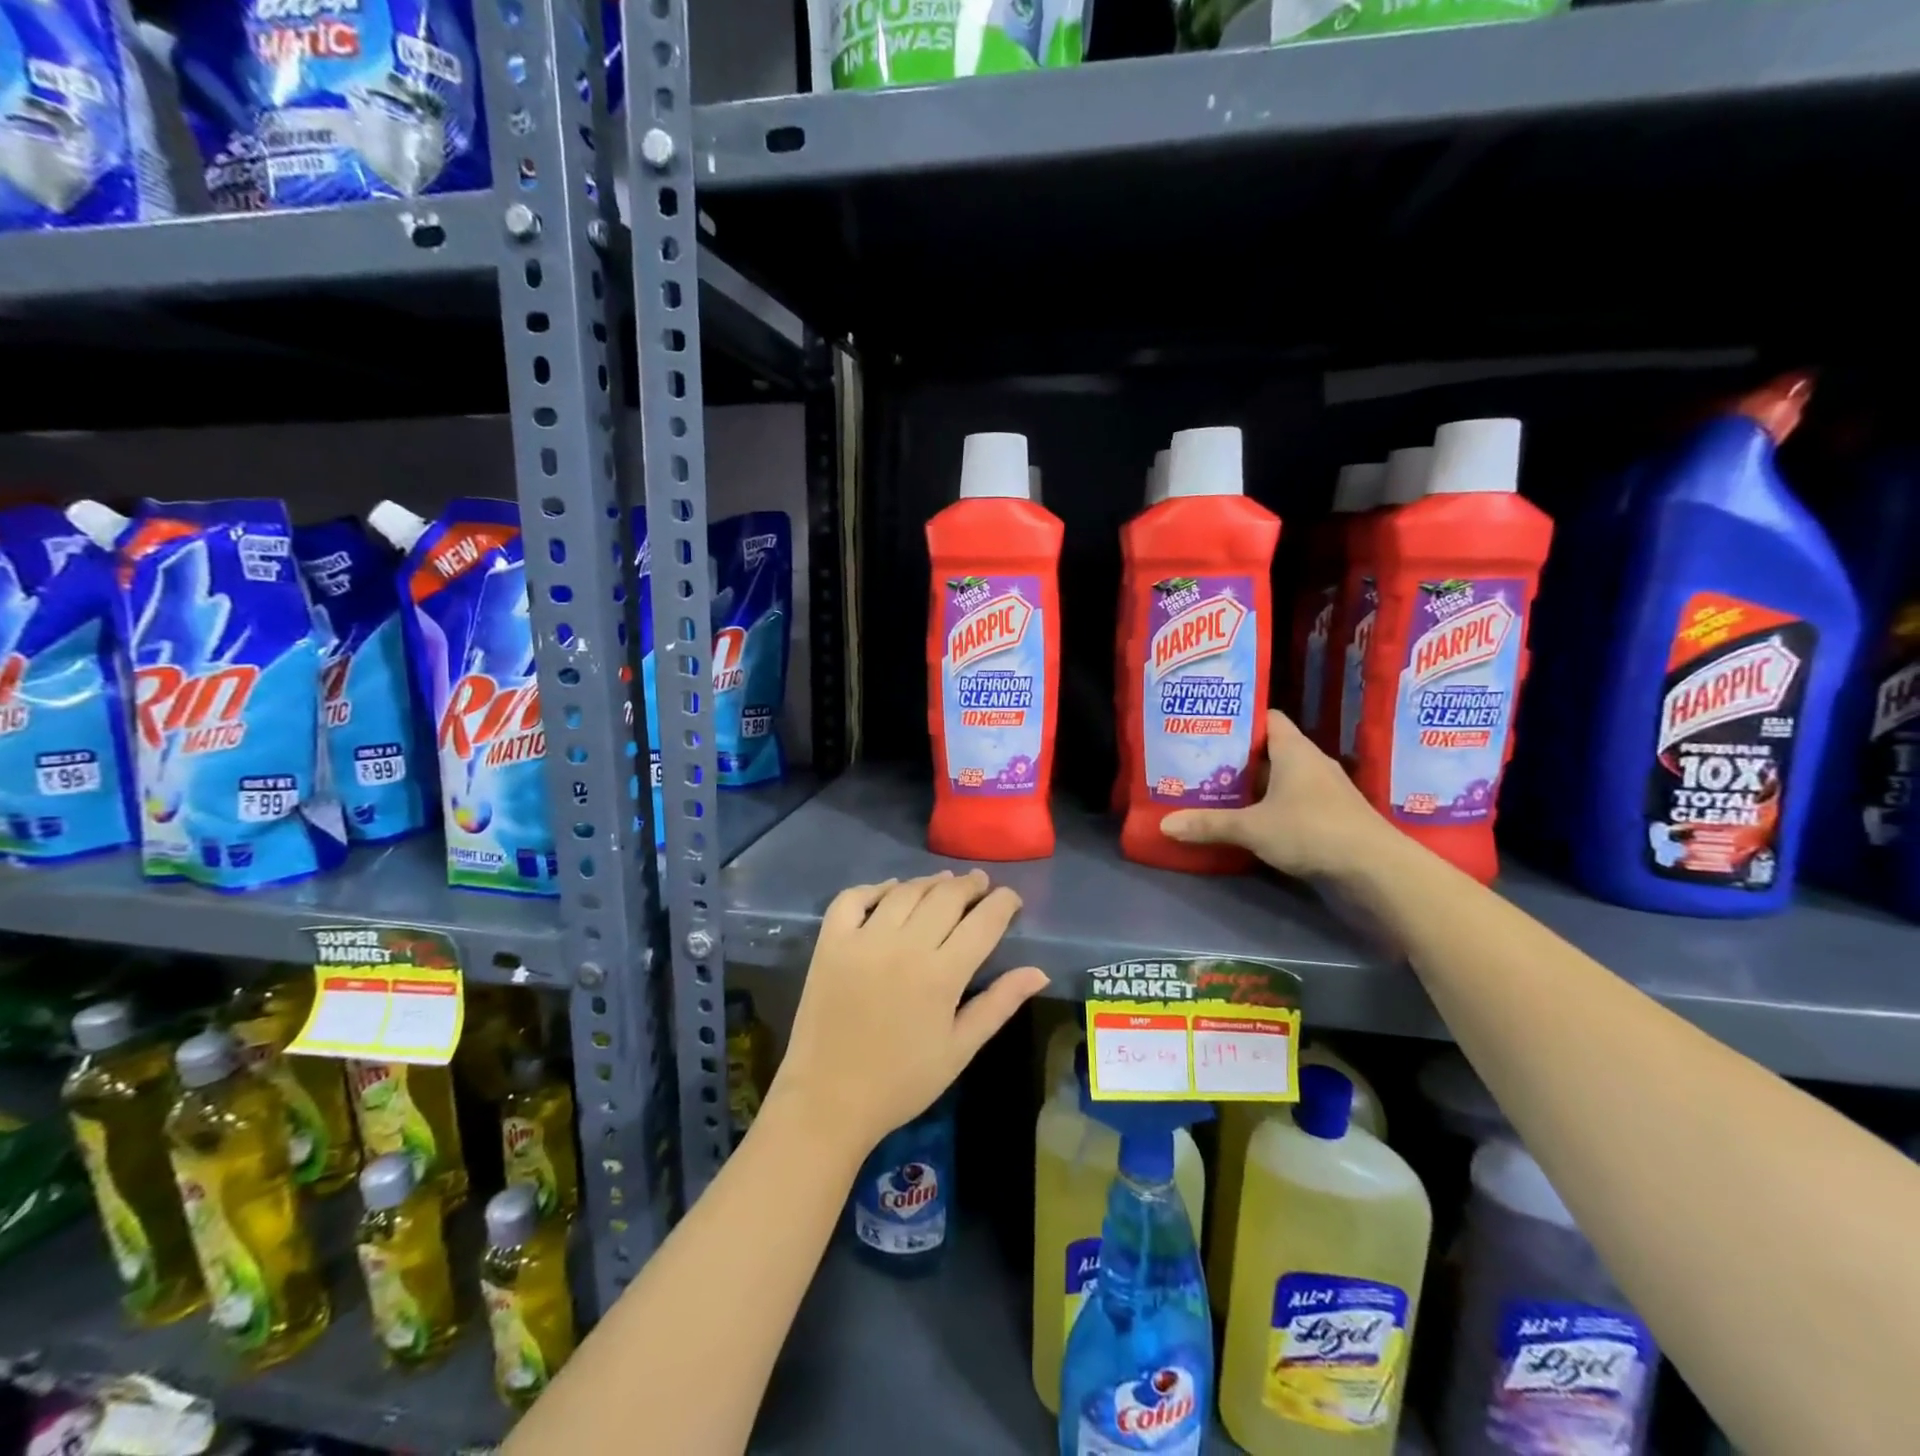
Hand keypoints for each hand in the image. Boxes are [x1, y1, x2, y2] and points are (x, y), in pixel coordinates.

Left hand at [771, 870, 1048, 1157]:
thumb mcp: (959, 1049)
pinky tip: (891, 890)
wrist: (828, 1101)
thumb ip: (999, 1004)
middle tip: (980, 883)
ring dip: (930, 882)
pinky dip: (875, 887)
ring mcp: (863, 940)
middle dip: (970, 886)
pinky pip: (853, 898)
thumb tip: (1040, 971)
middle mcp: (904, 946)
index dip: (1002, 903)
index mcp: (942, 975)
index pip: (983, 922)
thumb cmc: (901, 1082)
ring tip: (944, 883)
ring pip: (905, 892)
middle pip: (946, 897)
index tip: (1011, 898)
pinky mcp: (830, 943)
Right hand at [1161, 710, 1391, 881]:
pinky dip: (1268, 809)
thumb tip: (1165, 825)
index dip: (1238, 720)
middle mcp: (1310, 764)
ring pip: (1279, 780)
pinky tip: (1245, 822)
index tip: (1207, 727)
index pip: (1266, 719)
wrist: (1375, 870)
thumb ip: (1209, 824)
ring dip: (1252, 787)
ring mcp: (1323, 793)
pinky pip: (1290, 804)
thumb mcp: (1253, 827)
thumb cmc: (1312, 830)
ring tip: (1213, 792)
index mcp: (1295, 750)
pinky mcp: (1328, 819)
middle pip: (1268, 751)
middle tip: (1198, 763)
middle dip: (1235, 758)